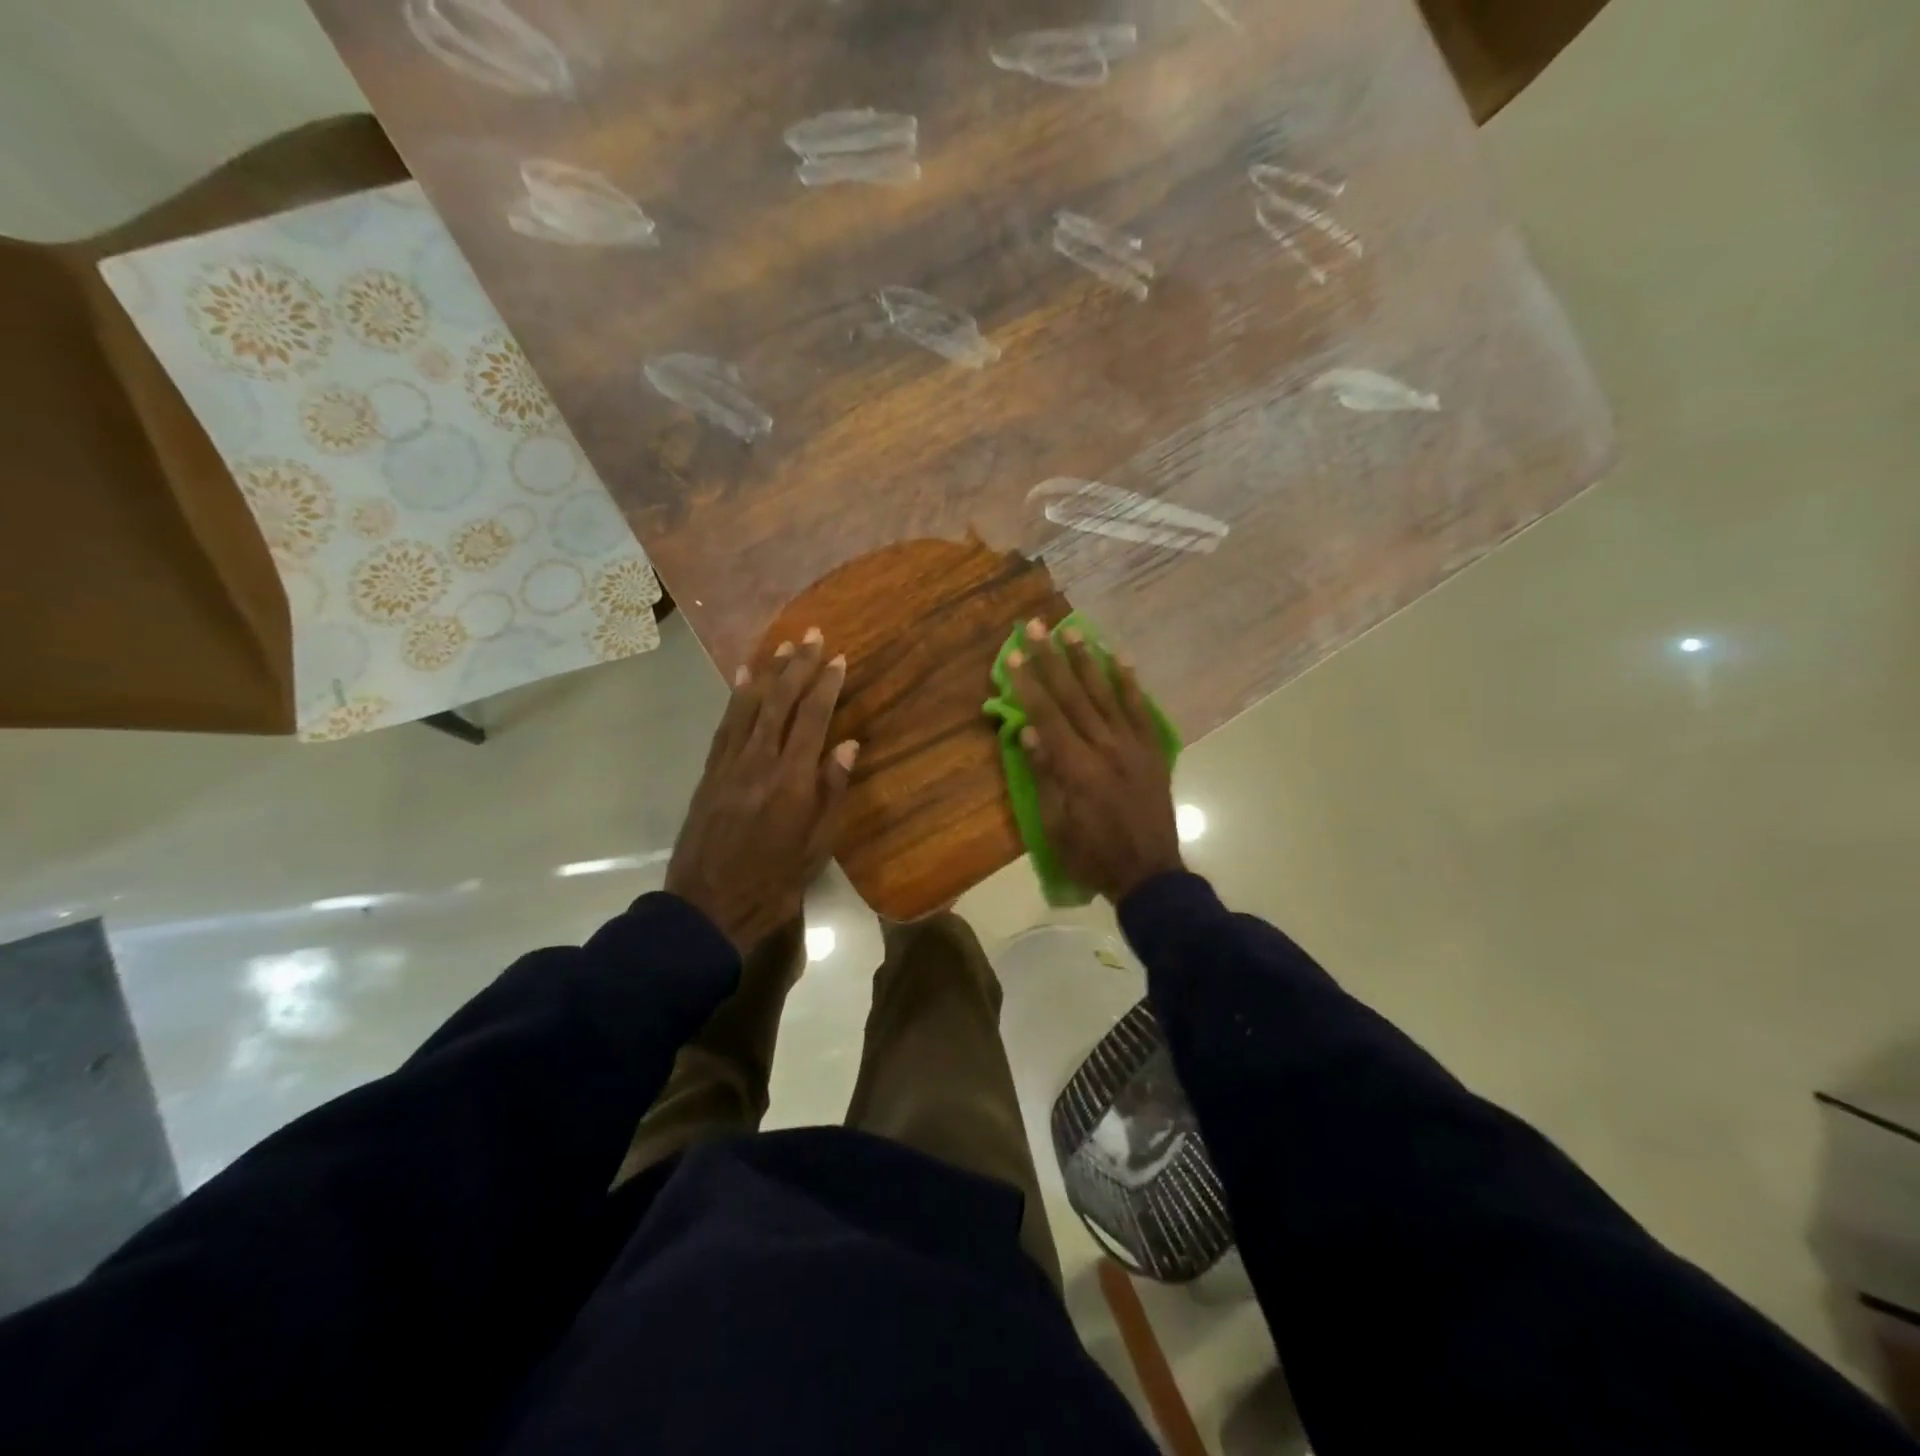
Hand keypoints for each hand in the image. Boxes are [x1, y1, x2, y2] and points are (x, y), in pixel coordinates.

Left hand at [666, 629, 857, 953]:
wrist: (708, 908)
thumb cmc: (774, 882)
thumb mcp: (817, 846)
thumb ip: (832, 791)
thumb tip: (847, 744)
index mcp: (792, 780)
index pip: (813, 719)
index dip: (826, 685)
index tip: (838, 658)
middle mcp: (759, 762)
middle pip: (780, 702)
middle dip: (798, 666)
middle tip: (812, 636)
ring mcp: (730, 764)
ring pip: (750, 706)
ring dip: (767, 673)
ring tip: (782, 646)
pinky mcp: (710, 772)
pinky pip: (725, 725)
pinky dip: (736, 698)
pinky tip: (743, 679)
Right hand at [1008, 618, 1182, 902]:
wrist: (1150, 873)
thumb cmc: (1093, 854)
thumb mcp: (1057, 825)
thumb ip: (1045, 775)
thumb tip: (1028, 732)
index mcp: (1077, 767)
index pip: (1047, 715)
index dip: (1029, 684)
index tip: (1015, 655)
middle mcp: (1105, 747)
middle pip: (1074, 695)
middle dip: (1052, 659)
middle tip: (1038, 626)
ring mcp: (1133, 746)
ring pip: (1107, 695)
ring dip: (1088, 660)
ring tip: (1074, 630)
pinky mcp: (1152, 751)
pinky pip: (1141, 711)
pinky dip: (1130, 684)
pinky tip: (1120, 659)